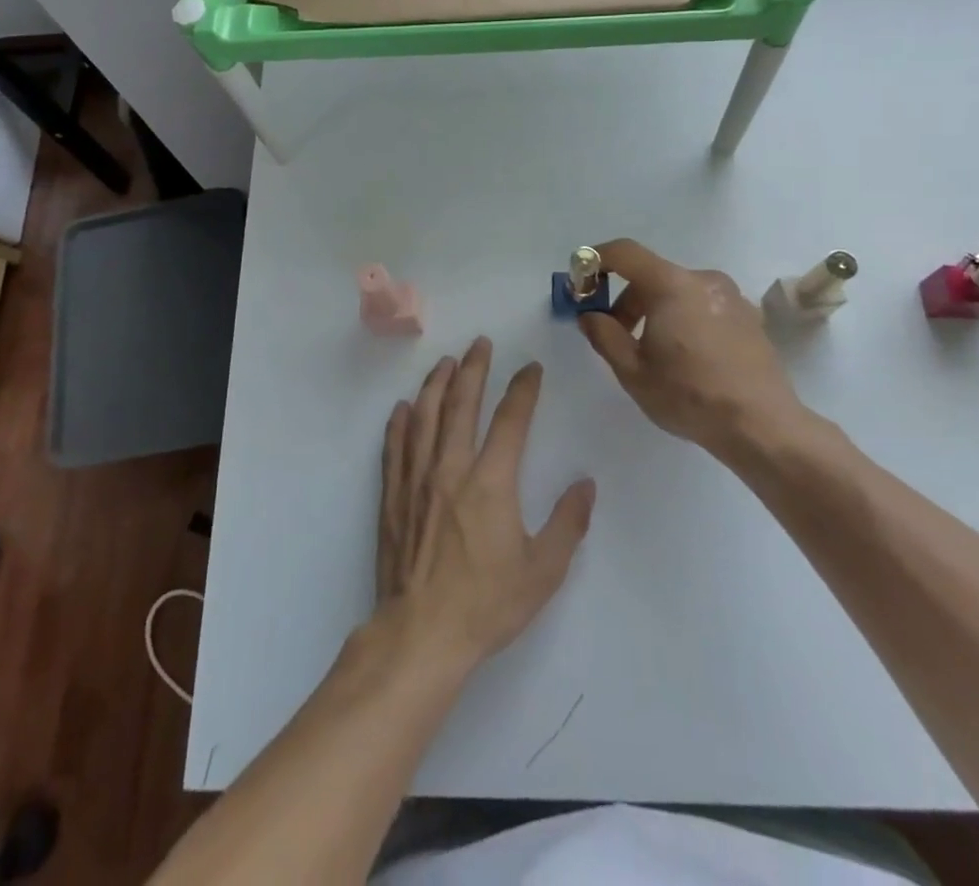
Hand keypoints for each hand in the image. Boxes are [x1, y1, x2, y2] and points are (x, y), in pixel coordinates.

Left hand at [376, 338, 595, 675]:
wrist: (421, 635)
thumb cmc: (486, 605)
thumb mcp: (543, 571)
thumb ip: (568, 523)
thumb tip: (585, 484)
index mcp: (491, 482)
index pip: (510, 420)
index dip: (523, 389)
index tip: (530, 368)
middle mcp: (451, 468)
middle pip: (461, 405)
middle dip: (474, 369)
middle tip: (480, 343)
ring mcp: (416, 479)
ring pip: (424, 417)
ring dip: (436, 385)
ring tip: (445, 363)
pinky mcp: (393, 496)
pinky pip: (395, 447)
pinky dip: (399, 422)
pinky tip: (402, 408)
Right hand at [578, 238, 810, 461]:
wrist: (762, 426)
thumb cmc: (689, 395)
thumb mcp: (632, 371)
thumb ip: (603, 335)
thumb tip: (589, 315)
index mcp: (671, 285)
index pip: (624, 252)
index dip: (596, 261)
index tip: (581, 284)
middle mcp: (703, 279)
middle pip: (651, 275)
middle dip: (626, 300)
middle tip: (615, 335)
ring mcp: (731, 296)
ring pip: (678, 291)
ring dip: (655, 311)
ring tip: (652, 353)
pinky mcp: (748, 316)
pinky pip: (702, 305)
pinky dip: (683, 319)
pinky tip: (685, 358)